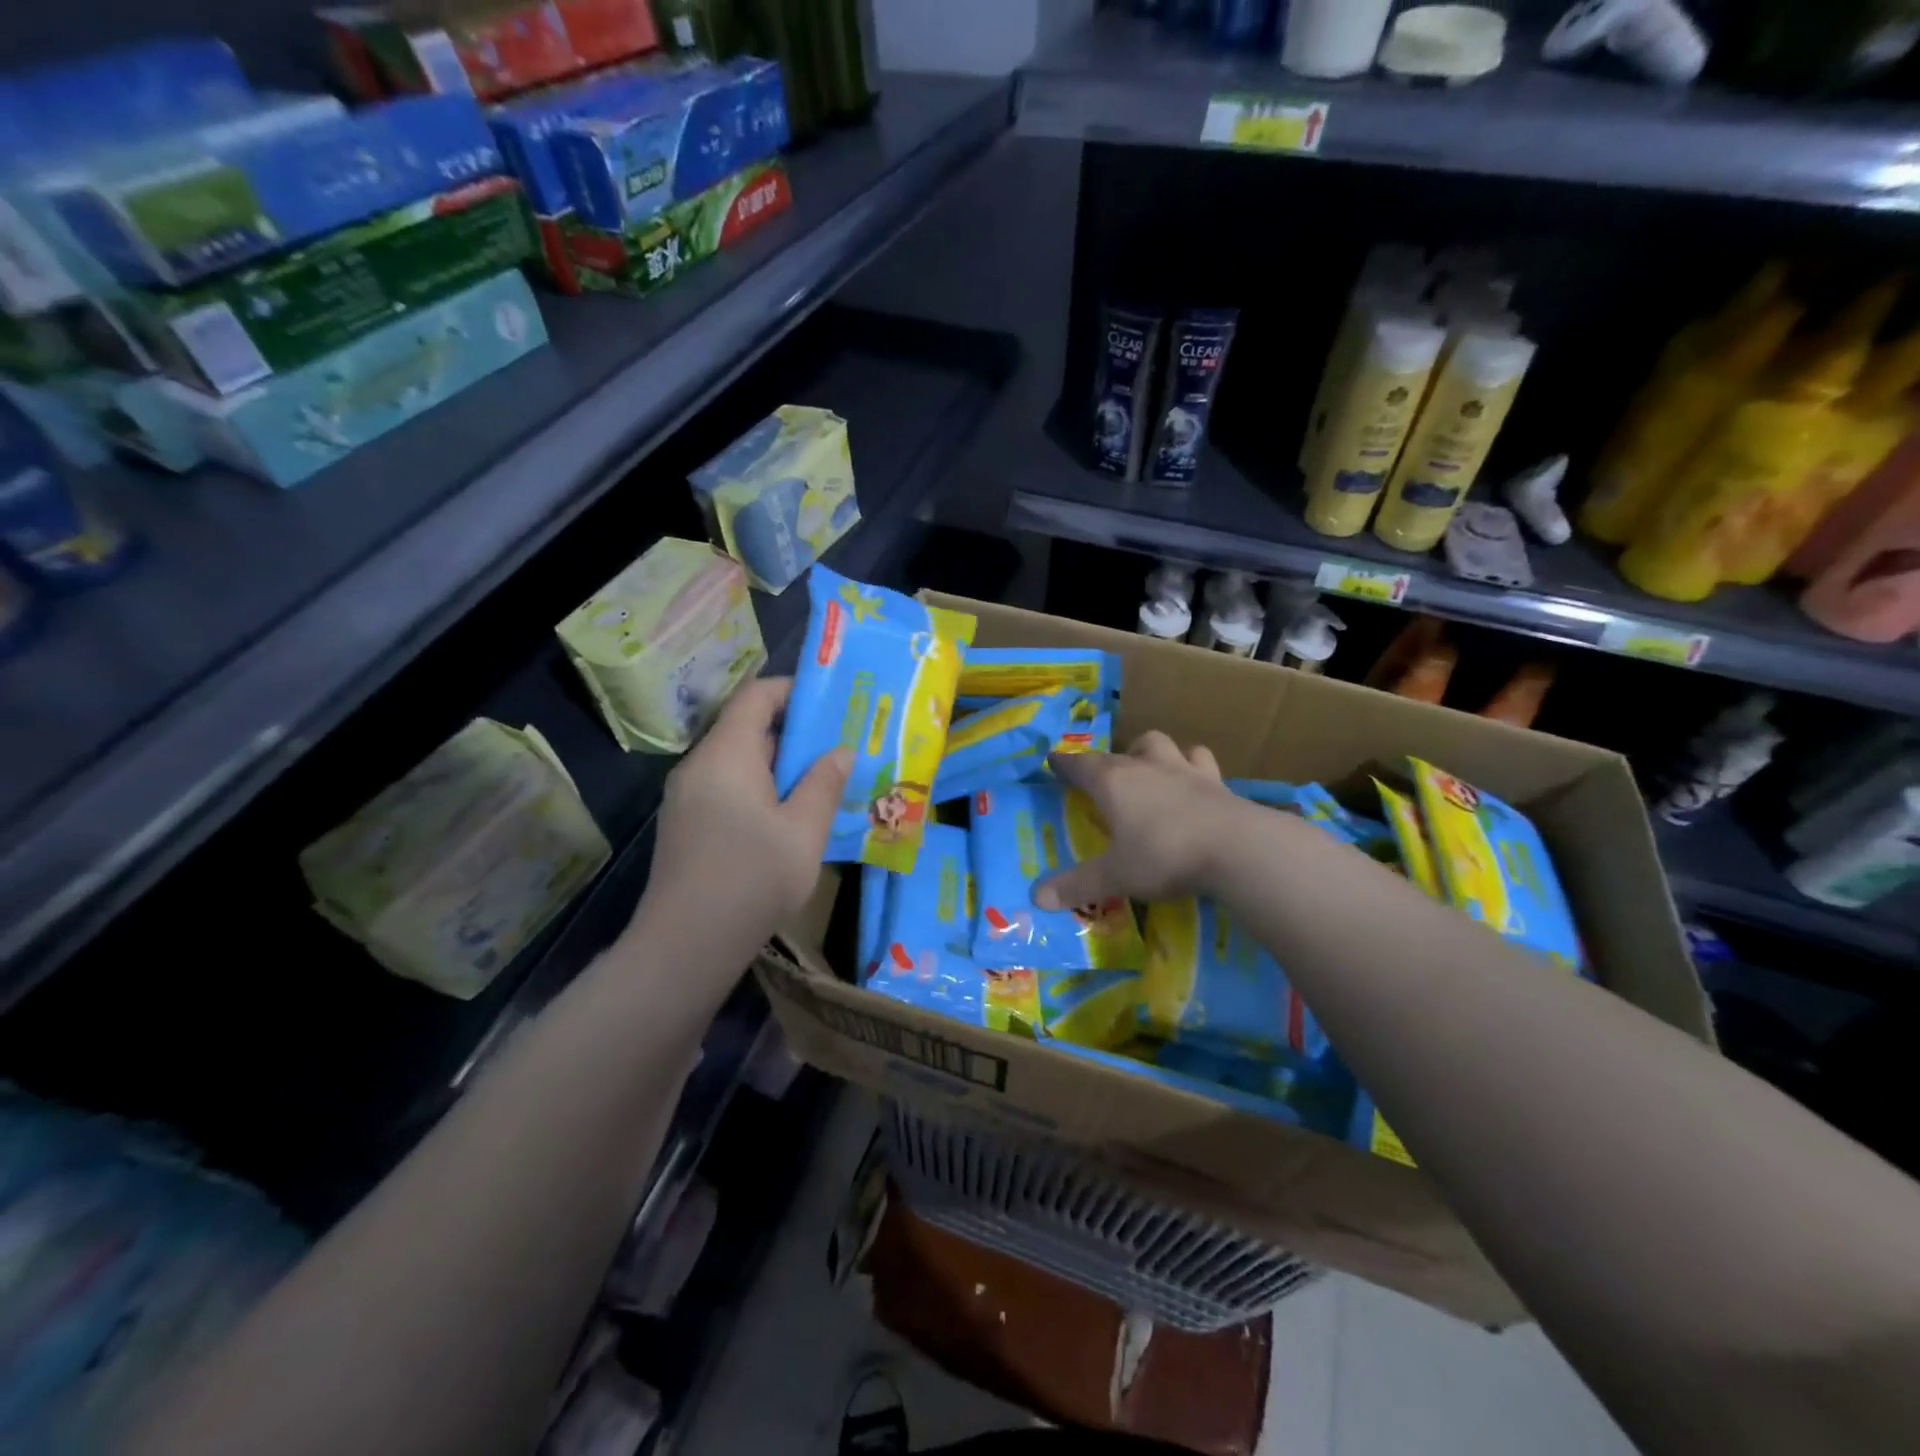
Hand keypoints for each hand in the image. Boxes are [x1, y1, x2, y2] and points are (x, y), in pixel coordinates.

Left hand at [642, 677, 851, 952]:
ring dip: (779, 765)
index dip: (793, 690)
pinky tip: (789, 817)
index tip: (832, 702)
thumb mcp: (803, 831)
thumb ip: (824, 784)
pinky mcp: (686, 825)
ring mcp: (687, 797)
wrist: (685, 945)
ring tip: (822, 780)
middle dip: (795, 732)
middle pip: (747, 728)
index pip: (756, 696)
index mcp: (726, 755)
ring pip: (739, 762)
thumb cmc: (752, 879)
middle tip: (838, 745)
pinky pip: (727, 788)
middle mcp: (700, 766)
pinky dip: (760, 789)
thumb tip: (840, 750)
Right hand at [1034, 731, 1238, 910]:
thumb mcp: (1115, 876)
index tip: (1053, 760)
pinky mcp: (1218, 782)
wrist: (1236, 847)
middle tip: (1108, 774)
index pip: (1081, 766)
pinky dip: (1194, 767)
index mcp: (1113, 782)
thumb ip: (1077, 885)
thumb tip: (1036, 896)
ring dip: (1153, 752)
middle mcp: (1146, 767)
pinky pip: (1202, 762)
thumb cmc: (1164, 855)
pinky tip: (1196, 783)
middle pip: (1122, 750)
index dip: (1065, 764)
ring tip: (1152, 768)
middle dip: (1110, 758)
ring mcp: (1185, 770)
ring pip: (1163, 745)